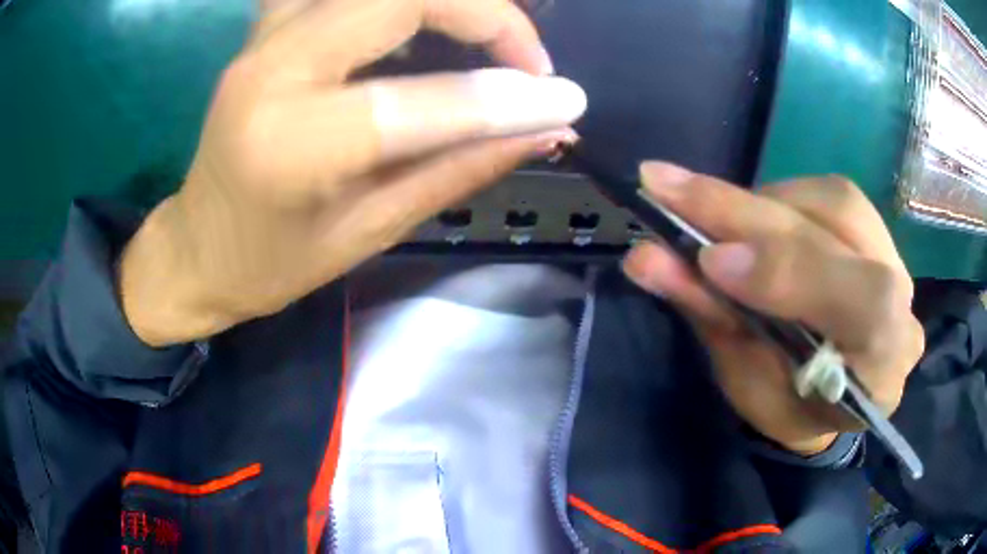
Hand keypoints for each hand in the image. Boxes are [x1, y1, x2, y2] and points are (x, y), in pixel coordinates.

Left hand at [120, 0, 586, 346]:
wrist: (197, 247)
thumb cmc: (272, 262)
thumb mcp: (369, 231)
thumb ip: (457, 168)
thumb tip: (542, 129)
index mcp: (292, 146)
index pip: (420, 100)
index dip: (508, 94)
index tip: (567, 99)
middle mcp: (272, 72)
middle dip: (485, 14)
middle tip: (525, 59)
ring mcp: (263, 39)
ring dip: (443, 0)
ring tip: (484, 35)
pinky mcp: (264, 29)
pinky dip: (388, 0)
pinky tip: (413, 20)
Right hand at [623, 164, 924, 454]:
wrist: (833, 395)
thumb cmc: (788, 405)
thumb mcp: (747, 382)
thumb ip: (712, 316)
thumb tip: (648, 257)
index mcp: (882, 369)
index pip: (863, 305)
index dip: (790, 273)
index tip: (709, 261)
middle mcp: (904, 304)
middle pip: (838, 235)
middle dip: (746, 213)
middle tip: (666, 186)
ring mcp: (896, 259)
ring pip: (834, 200)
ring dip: (763, 202)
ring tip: (711, 212)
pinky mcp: (878, 232)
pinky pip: (832, 194)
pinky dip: (782, 198)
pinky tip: (755, 218)